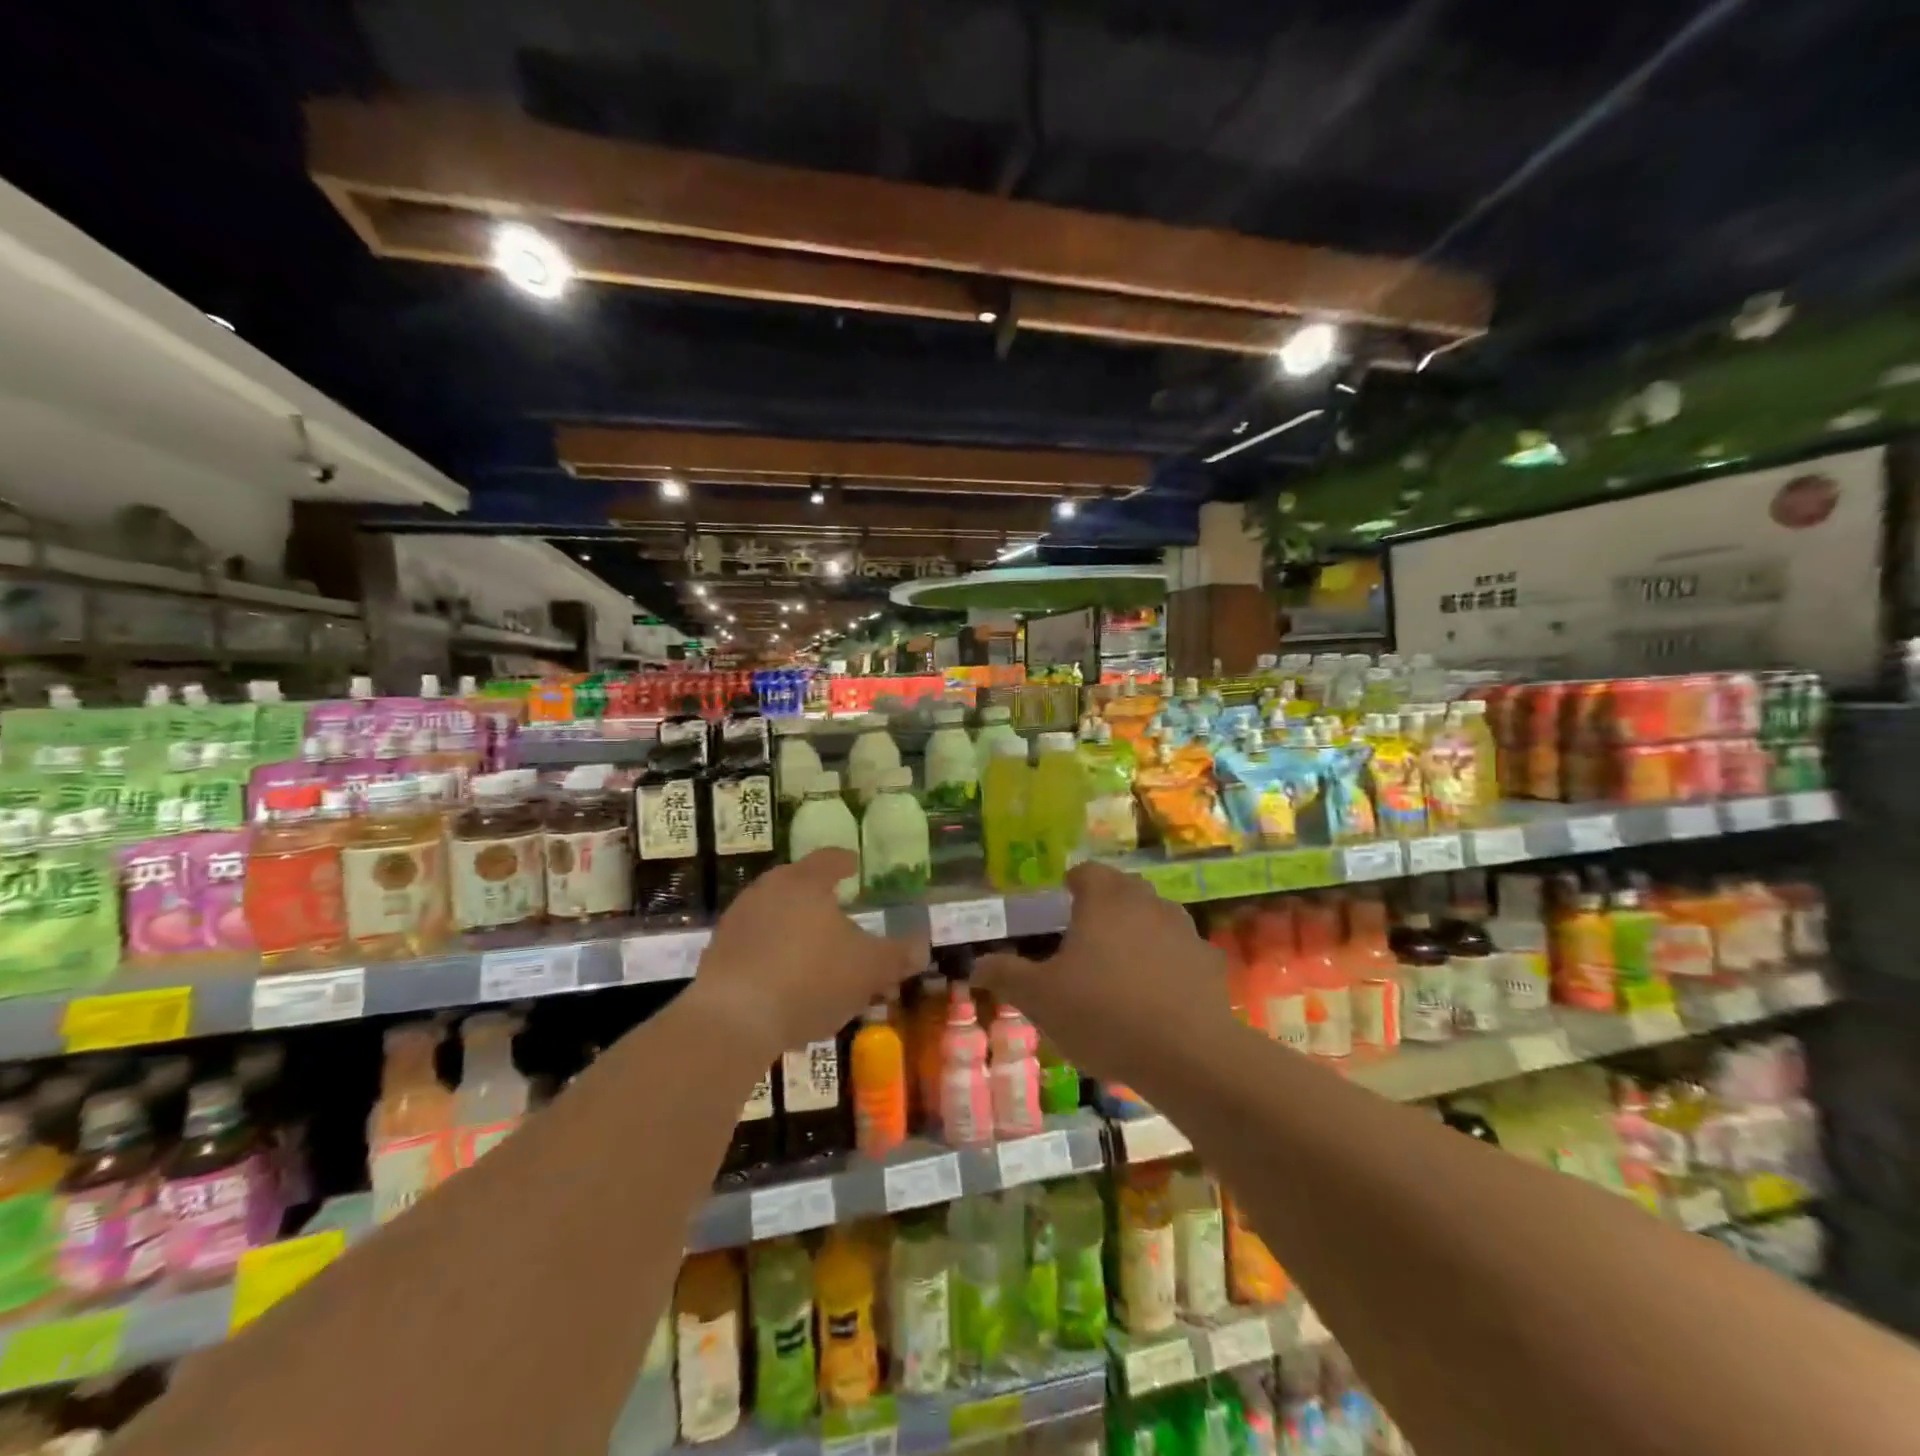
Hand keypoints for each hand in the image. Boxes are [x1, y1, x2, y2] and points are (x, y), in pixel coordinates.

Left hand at [688, 849, 923, 1057]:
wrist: (734, 1020)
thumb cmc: (811, 979)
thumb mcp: (869, 970)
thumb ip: (897, 956)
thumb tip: (921, 946)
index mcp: (805, 883)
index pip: (828, 859)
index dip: (844, 861)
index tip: (853, 863)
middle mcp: (767, 891)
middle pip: (795, 882)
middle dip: (816, 894)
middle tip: (835, 907)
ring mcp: (737, 922)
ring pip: (773, 914)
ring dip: (792, 926)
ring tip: (811, 949)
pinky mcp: (717, 954)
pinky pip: (753, 945)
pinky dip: (772, 954)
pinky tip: (784, 981)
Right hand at [976, 862, 1235, 1082]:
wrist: (1187, 1055)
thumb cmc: (1102, 1013)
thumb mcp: (1039, 998)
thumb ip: (1005, 975)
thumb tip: (976, 966)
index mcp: (1105, 900)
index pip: (1088, 872)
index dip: (1074, 882)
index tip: (1064, 896)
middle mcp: (1147, 903)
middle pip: (1124, 889)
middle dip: (1106, 904)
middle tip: (1087, 932)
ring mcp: (1184, 931)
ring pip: (1156, 917)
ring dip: (1140, 931)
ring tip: (1122, 964)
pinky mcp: (1210, 963)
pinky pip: (1182, 953)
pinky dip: (1170, 963)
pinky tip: (1159, 995)